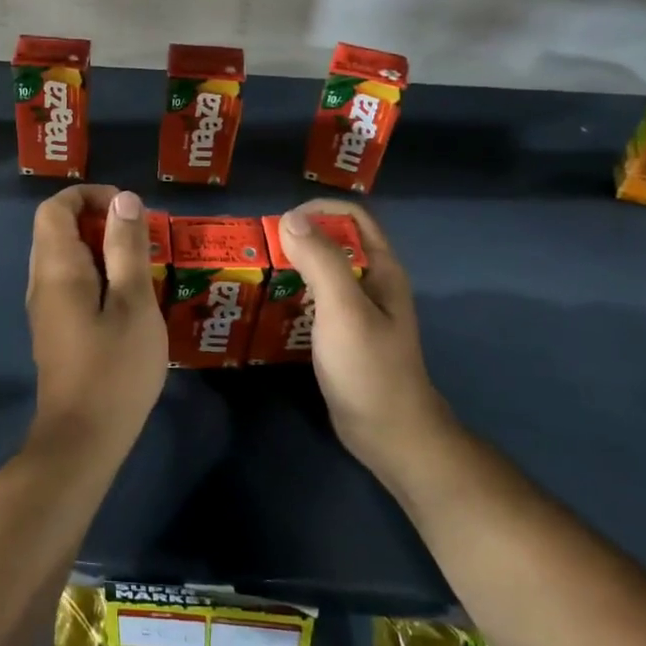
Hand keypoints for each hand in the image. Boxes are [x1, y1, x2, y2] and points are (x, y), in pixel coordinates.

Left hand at [25, 185, 168, 461]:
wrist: (83, 439)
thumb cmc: (114, 368)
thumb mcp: (133, 302)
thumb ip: (127, 248)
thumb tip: (123, 200)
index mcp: (56, 268)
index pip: (55, 208)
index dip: (88, 196)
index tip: (128, 209)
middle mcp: (41, 281)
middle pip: (57, 229)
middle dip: (98, 220)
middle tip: (140, 236)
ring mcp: (45, 307)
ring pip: (64, 257)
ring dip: (100, 248)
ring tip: (140, 264)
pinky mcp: (55, 329)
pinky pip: (69, 282)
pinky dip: (96, 274)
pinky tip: (127, 297)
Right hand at [278, 200, 453, 487]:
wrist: (389, 434)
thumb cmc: (369, 367)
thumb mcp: (343, 309)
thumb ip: (321, 260)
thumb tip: (290, 218)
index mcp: (380, 268)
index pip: (352, 217)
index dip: (318, 210)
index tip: (280, 225)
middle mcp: (371, 282)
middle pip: (334, 241)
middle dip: (298, 238)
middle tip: (260, 250)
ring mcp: (358, 310)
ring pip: (322, 272)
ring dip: (292, 267)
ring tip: (257, 274)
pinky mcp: (343, 333)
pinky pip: (316, 301)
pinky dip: (293, 295)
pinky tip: (268, 307)